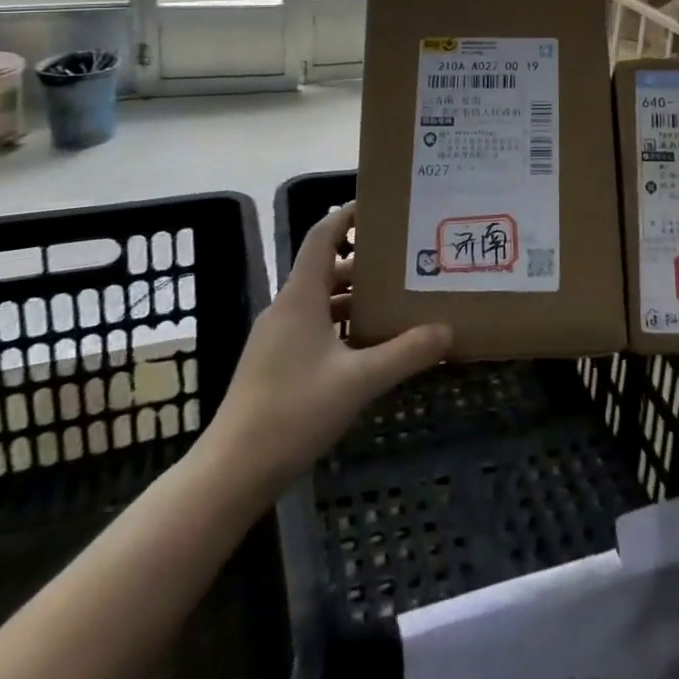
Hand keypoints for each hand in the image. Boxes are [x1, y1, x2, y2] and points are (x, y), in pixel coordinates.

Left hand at [206, 203, 451, 485]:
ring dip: (355, 297)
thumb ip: (405, 353)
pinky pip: (313, 326)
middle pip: (326, 267)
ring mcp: (276, 337)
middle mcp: (286, 307)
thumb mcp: (359, 381)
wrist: (231, 471)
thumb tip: (447, 330)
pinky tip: (368, 346)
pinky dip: (341, 324)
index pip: (323, 235)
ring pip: (321, 300)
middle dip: (365, 261)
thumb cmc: (294, 411)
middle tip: (406, 260)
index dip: (348, 215)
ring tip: (396, 301)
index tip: (382, 208)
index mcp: (301, 295)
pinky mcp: (274, 363)